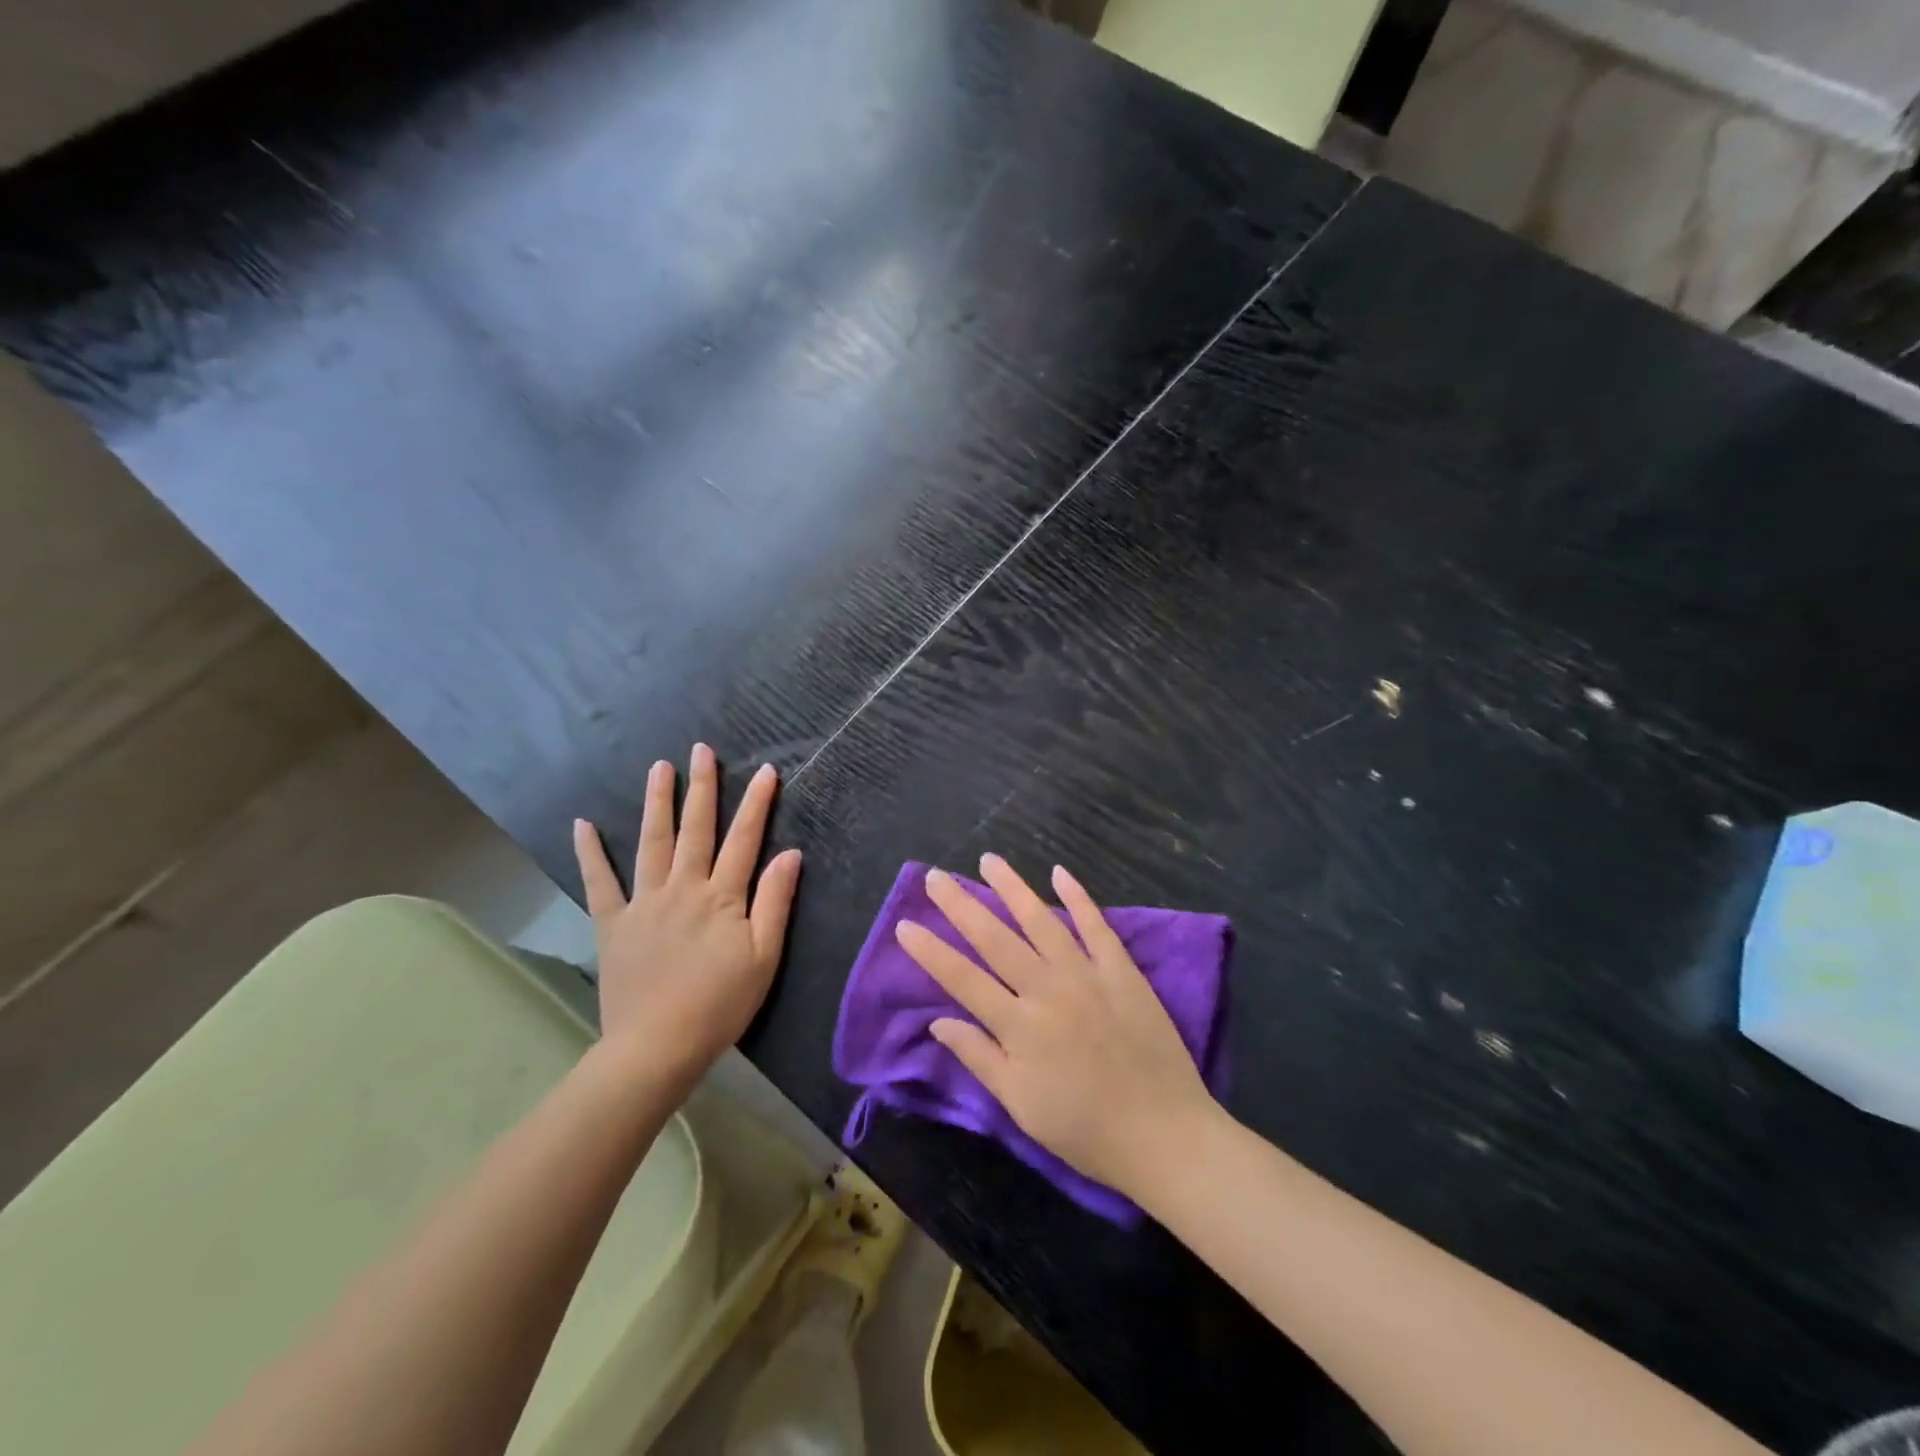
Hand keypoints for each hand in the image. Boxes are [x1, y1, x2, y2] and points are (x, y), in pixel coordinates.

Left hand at [573, 744, 802, 1089]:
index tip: (765, 770)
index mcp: (722, 897)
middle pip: (695, 829)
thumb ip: (775, 901)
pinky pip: (599, 883)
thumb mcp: (764, 956)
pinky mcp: (613, 924)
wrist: (657, 1046)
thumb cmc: (720, 1003)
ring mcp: (644, 903)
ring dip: (657, 802)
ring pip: (652, 842)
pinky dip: (590, 853)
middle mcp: (683, 888)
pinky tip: (582, 825)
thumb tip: (790, 853)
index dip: (756, 803)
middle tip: (701, 750)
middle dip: (702, 787)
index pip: (744, 839)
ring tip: (658, 767)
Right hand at [896, 854, 1216, 1200]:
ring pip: (1041, 921)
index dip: (930, 951)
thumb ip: (980, 1058)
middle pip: (995, 939)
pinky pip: (1096, 926)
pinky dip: (1078, 897)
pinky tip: (1059, 872)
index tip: (905, 924)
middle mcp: (1047, 989)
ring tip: (988, 860)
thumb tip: (938, 1022)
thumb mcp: (1021, 1106)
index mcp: (1019, 1026)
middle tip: (935, 876)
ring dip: (1012, 888)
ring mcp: (1087, 974)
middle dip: (961, 906)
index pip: (962, 979)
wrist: (1164, 1134)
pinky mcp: (1122, 970)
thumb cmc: (1085, 1130)